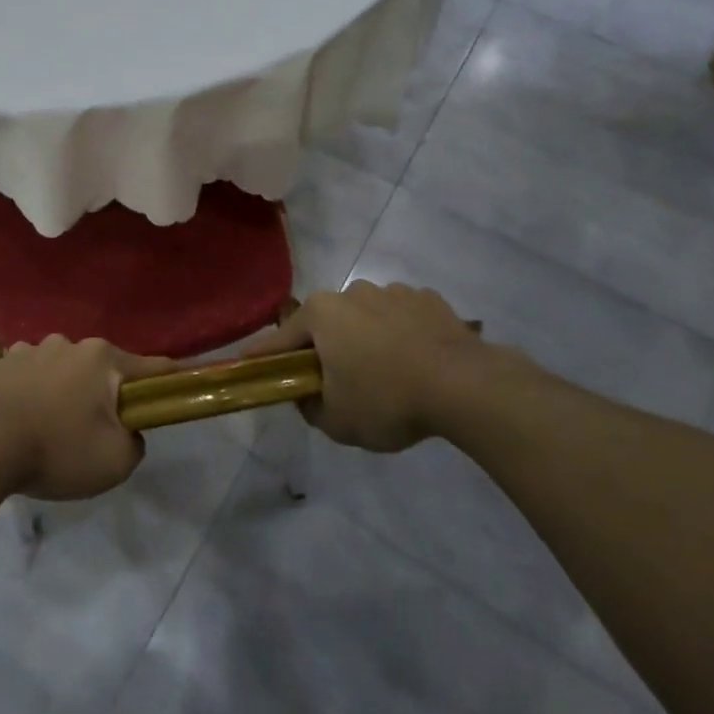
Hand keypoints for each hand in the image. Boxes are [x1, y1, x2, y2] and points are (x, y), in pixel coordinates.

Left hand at [0, 336, 171, 500]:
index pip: (150, 367)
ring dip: (63, 392)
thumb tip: (127, 431)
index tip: (180, 386)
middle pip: (99, 369)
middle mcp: (67, 344)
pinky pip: (27, 378)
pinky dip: (31, 395)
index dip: (168, 380)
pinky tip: (21, 423)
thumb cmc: (57, 449)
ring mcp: (29, 350)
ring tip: (50, 429)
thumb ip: (135, 443)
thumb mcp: (116, 461)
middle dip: (102, 393)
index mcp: (101, 358)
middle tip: (95, 431)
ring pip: (60, 370)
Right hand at [243, 281, 515, 451]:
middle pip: (326, 324)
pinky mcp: (429, 300)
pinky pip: (403, 319)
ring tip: (385, 375)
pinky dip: (401, 336)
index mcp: (321, 314)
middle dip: (324, 348)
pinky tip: (416, 364)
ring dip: (365, 340)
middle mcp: (352, 292)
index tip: (247, 366)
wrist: (466, 385)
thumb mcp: (337, 421)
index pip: (280, 338)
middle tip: (332, 381)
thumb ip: (310, 407)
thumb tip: (307, 395)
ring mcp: (393, 292)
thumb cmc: (387, 399)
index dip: (264, 357)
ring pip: (366, 318)